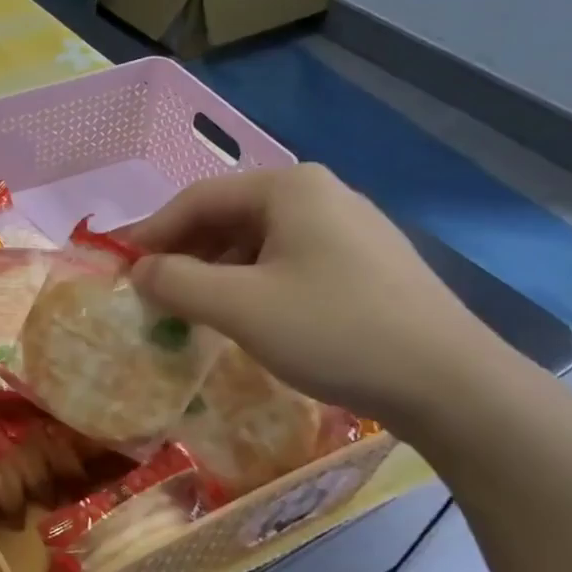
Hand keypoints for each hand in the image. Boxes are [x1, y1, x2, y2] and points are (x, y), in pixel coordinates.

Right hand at [126, 164, 508, 426]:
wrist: (451, 384)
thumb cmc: (334, 331)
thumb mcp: (239, 307)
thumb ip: (176, 282)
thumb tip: (139, 271)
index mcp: (289, 188)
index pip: (197, 199)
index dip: (151, 231)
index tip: (120, 266)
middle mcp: (320, 194)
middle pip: (228, 216)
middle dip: (183, 252)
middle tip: (150, 290)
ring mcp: (349, 228)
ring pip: (258, 241)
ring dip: (215, 271)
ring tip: (190, 307)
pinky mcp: (366, 263)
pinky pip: (288, 261)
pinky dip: (251, 282)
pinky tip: (244, 315)